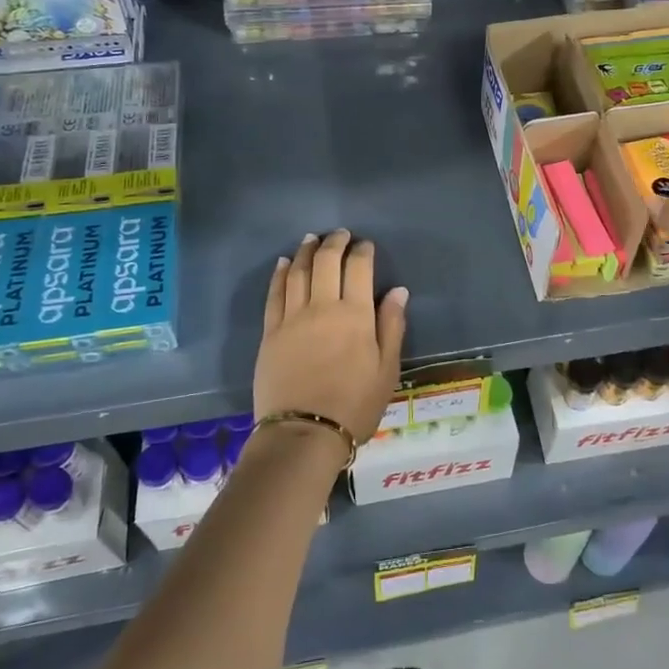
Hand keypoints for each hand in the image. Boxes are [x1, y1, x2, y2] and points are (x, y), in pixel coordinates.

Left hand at [255, 230, 408, 443]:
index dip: (362, 251)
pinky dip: (280, 273)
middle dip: (335, 243)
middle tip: (340, 234)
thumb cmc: (354, 405)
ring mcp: (292, 318)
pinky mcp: (270, 332)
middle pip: (326, 262)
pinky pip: (274, 294)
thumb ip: (392, 326)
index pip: (358, 268)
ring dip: (307, 251)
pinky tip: (284, 263)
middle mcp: (323, 307)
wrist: (303, 434)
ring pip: (298, 272)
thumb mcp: (387, 370)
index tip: (365, 245)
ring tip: (312, 239)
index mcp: (355, 315)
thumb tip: (398, 290)